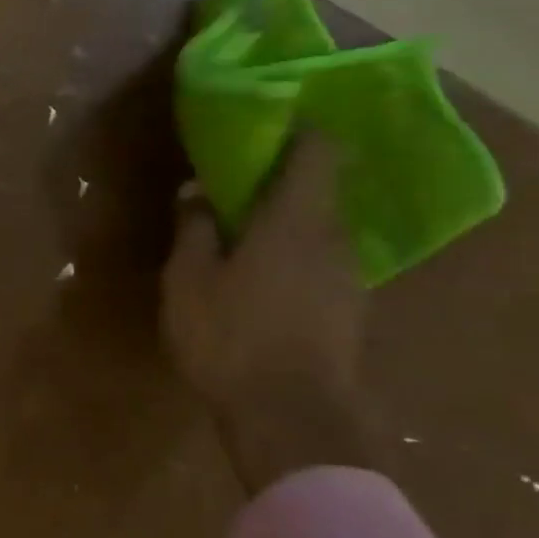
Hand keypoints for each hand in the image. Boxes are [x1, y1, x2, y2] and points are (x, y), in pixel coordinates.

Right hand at [160, 133, 370, 491]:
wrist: (292, 417)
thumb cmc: (231, 335)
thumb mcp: (190, 279)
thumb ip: (195, 228)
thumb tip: (197, 190)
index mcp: (296, 219)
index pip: (318, 151)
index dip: (299, 128)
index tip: (268, 119)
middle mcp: (333, 238)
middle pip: (319, 189)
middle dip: (281, 177)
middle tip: (236, 178)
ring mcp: (348, 276)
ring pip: (319, 228)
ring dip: (286, 219)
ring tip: (243, 228)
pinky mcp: (348, 309)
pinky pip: (320, 261)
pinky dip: (294, 253)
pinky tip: (261, 274)